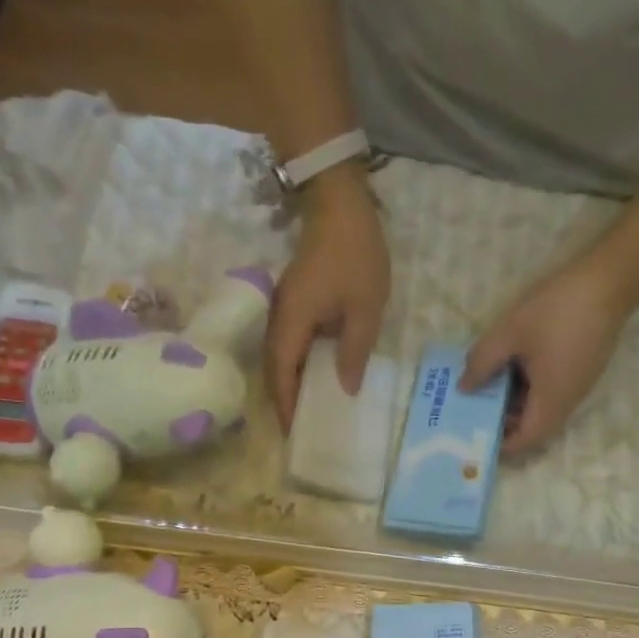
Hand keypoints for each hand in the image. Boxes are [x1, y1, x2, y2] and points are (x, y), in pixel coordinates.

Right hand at [265, 172, 390, 431]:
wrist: (339, 204)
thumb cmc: (355, 256)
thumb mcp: (365, 308)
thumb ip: (354, 351)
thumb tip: (346, 389)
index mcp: (292, 323)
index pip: (281, 375)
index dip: (286, 405)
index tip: (294, 432)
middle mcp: (279, 319)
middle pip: (273, 369)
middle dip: (283, 400)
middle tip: (301, 427)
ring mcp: (283, 308)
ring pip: (278, 356)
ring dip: (288, 383)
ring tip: (307, 408)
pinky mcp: (293, 301)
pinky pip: (288, 342)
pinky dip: (296, 364)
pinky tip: (314, 374)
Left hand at [462, 266, 626, 452]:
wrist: (609, 280)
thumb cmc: (556, 310)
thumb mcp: (509, 333)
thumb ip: (481, 363)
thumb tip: (464, 388)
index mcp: (552, 402)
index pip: (524, 441)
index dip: (499, 443)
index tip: (474, 434)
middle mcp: (568, 402)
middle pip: (532, 426)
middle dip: (502, 420)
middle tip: (472, 406)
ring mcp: (577, 385)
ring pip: (540, 407)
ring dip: (514, 400)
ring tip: (484, 384)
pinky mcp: (581, 369)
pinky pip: (550, 389)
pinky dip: (527, 386)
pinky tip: (509, 365)